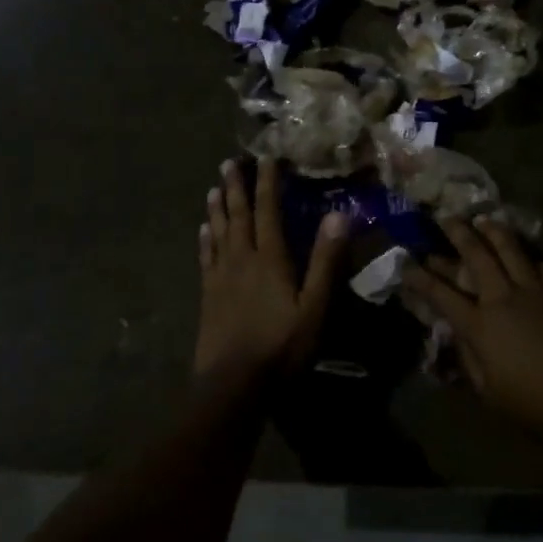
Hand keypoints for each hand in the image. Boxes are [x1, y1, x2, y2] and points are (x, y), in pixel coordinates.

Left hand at [197, 157, 347, 378]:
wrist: (233, 384)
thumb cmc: (281, 346)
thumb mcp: (315, 306)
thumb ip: (326, 261)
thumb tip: (339, 214)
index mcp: (270, 259)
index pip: (268, 211)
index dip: (268, 183)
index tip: (266, 158)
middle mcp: (242, 259)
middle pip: (238, 216)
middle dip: (236, 187)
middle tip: (229, 162)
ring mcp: (221, 277)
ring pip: (219, 232)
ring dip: (218, 208)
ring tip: (214, 187)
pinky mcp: (208, 296)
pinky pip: (206, 258)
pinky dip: (205, 240)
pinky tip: (203, 230)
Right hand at [401, 218, 542, 433]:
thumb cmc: (535, 402)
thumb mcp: (489, 393)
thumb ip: (469, 361)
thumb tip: (457, 337)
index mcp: (478, 325)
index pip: (440, 294)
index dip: (419, 277)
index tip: (406, 263)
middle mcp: (501, 296)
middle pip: (475, 256)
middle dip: (457, 233)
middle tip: (446, 217)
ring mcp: (534, 288)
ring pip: (509, 248)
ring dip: (493, 231)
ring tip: (483, 219)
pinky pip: (542, 264)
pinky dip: (529, 256)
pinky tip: (526, 251)